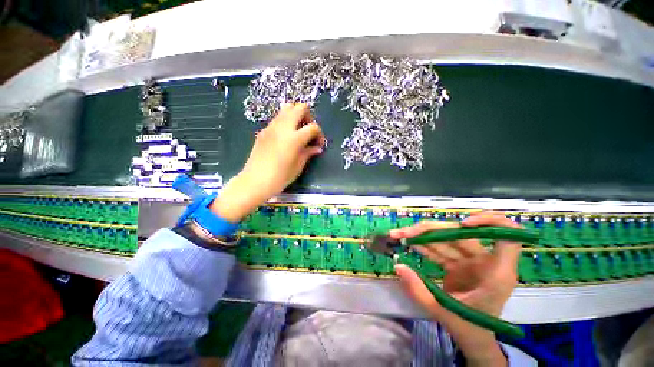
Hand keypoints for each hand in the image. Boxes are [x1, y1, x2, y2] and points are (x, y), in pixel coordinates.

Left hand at [211, 104, 324, 221]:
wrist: (255, 181)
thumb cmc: (280, 177)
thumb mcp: (298, 166)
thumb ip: (308, 153)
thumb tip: (317, 148)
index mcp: (294, 138)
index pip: (313, 127)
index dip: (319, 134)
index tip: (318, 144)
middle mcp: (283, 127)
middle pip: (299, 108)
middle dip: (308, 116)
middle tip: (308, 131)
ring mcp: (271, 127)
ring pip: (286, 108)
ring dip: (296, 116)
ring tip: (298, 132)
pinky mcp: (263, 131)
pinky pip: (277, 119)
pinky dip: (285, 122)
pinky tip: (286, 137)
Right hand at [391, 212, 520, 365]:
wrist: (473, 339)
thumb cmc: (469, 329)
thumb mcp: (443, 311)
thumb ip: (419, 290)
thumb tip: (398, 266)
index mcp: (497, 273)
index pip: (507, 237)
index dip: (490, 222)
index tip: (463, 223)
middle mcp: (485, 261)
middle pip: (460, 234)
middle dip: (429, 230)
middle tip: (403, 232)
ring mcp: (471, 261)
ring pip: (445, 239)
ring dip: (420, 235)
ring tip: (398, 234)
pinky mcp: (458, 263)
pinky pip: (440, 248)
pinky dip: (423, 245)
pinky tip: (407, 242)